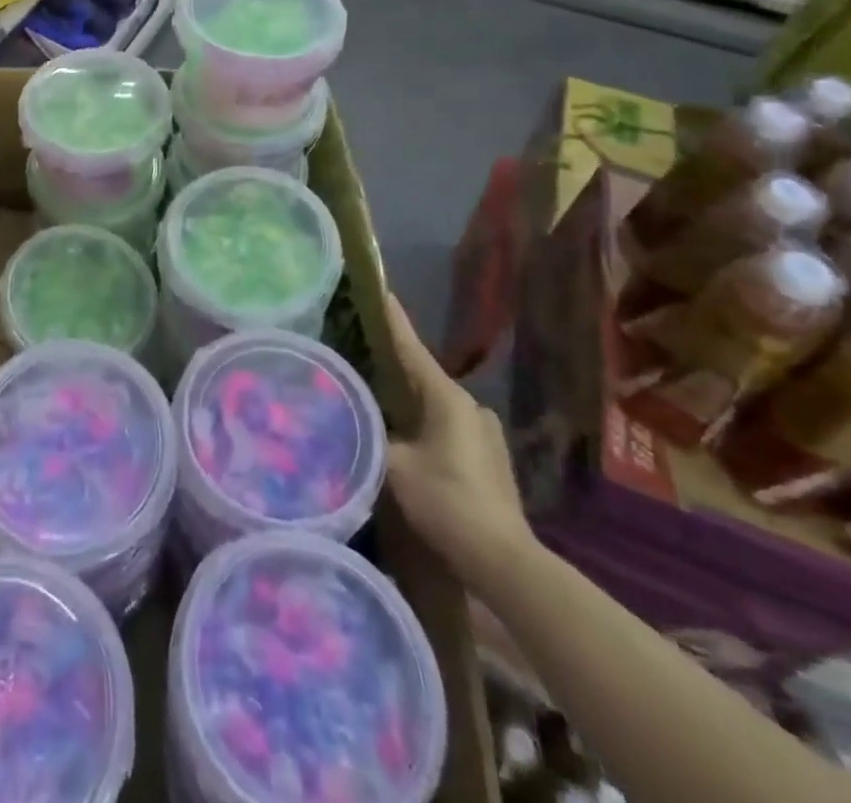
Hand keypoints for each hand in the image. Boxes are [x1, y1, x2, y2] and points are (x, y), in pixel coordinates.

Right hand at [382, 293, 533, 585]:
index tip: (379, 290)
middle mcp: (470, 405)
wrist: (502, 561)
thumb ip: (369, 432)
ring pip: (435, 403)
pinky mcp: (488, 457)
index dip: (392, 320)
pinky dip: (424, 422)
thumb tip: (348, 415)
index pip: (411, 348)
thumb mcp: (394, 464)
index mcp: (447, 397)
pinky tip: (406, 435)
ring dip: (409, 399)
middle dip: (394, 365)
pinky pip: (447, 425)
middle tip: (362, 352)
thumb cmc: (446, 502)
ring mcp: (484, 431)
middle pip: (423, 375)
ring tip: (378, 397)